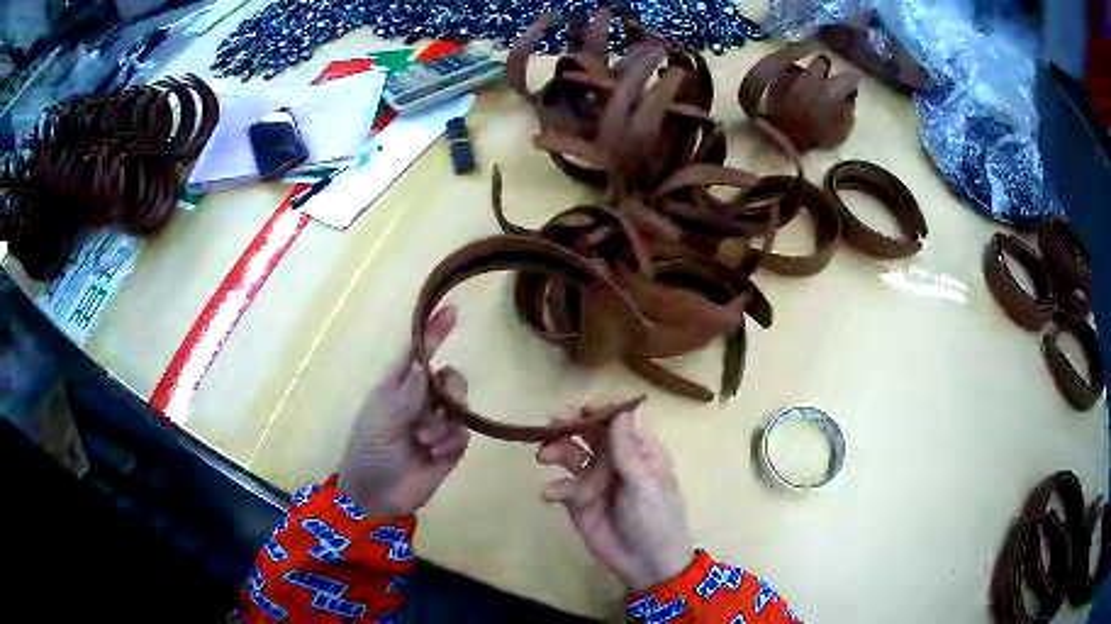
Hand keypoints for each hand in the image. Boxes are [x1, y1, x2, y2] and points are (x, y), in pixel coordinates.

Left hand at [338, 305, 470, 516]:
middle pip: (449, 378)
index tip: (451, 311)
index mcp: (396, 388)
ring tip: (426, 441)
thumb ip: (408, 394)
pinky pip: (462, 434)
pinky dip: (450, 442)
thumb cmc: (368, 453)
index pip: (418, 354)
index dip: (433, 333)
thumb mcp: (381, 420)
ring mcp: (436, 425)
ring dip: (445, 422)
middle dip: (451, 388)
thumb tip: (427, 364)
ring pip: (460, 405)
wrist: (376, 498)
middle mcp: (419, 402)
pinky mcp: (449, 448)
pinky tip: (435, 454)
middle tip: (443, 402)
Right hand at [537, 410, 694, 592]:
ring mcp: (594, 478)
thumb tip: (624, 408)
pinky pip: (561, 485)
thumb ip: (630, 450)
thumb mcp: (646, 485)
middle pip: (589, 430)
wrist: (646, 564)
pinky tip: (552, 494)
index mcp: (638, 449)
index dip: (601, 409)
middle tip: (552, 424)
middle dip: (570, 422)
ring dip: (556, 449)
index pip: (619, 417)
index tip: (582, 410)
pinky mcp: (578, 501)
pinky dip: (554, 486)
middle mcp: (614, 458)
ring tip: (544, 457)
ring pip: (570, 453)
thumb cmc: (656, 519)